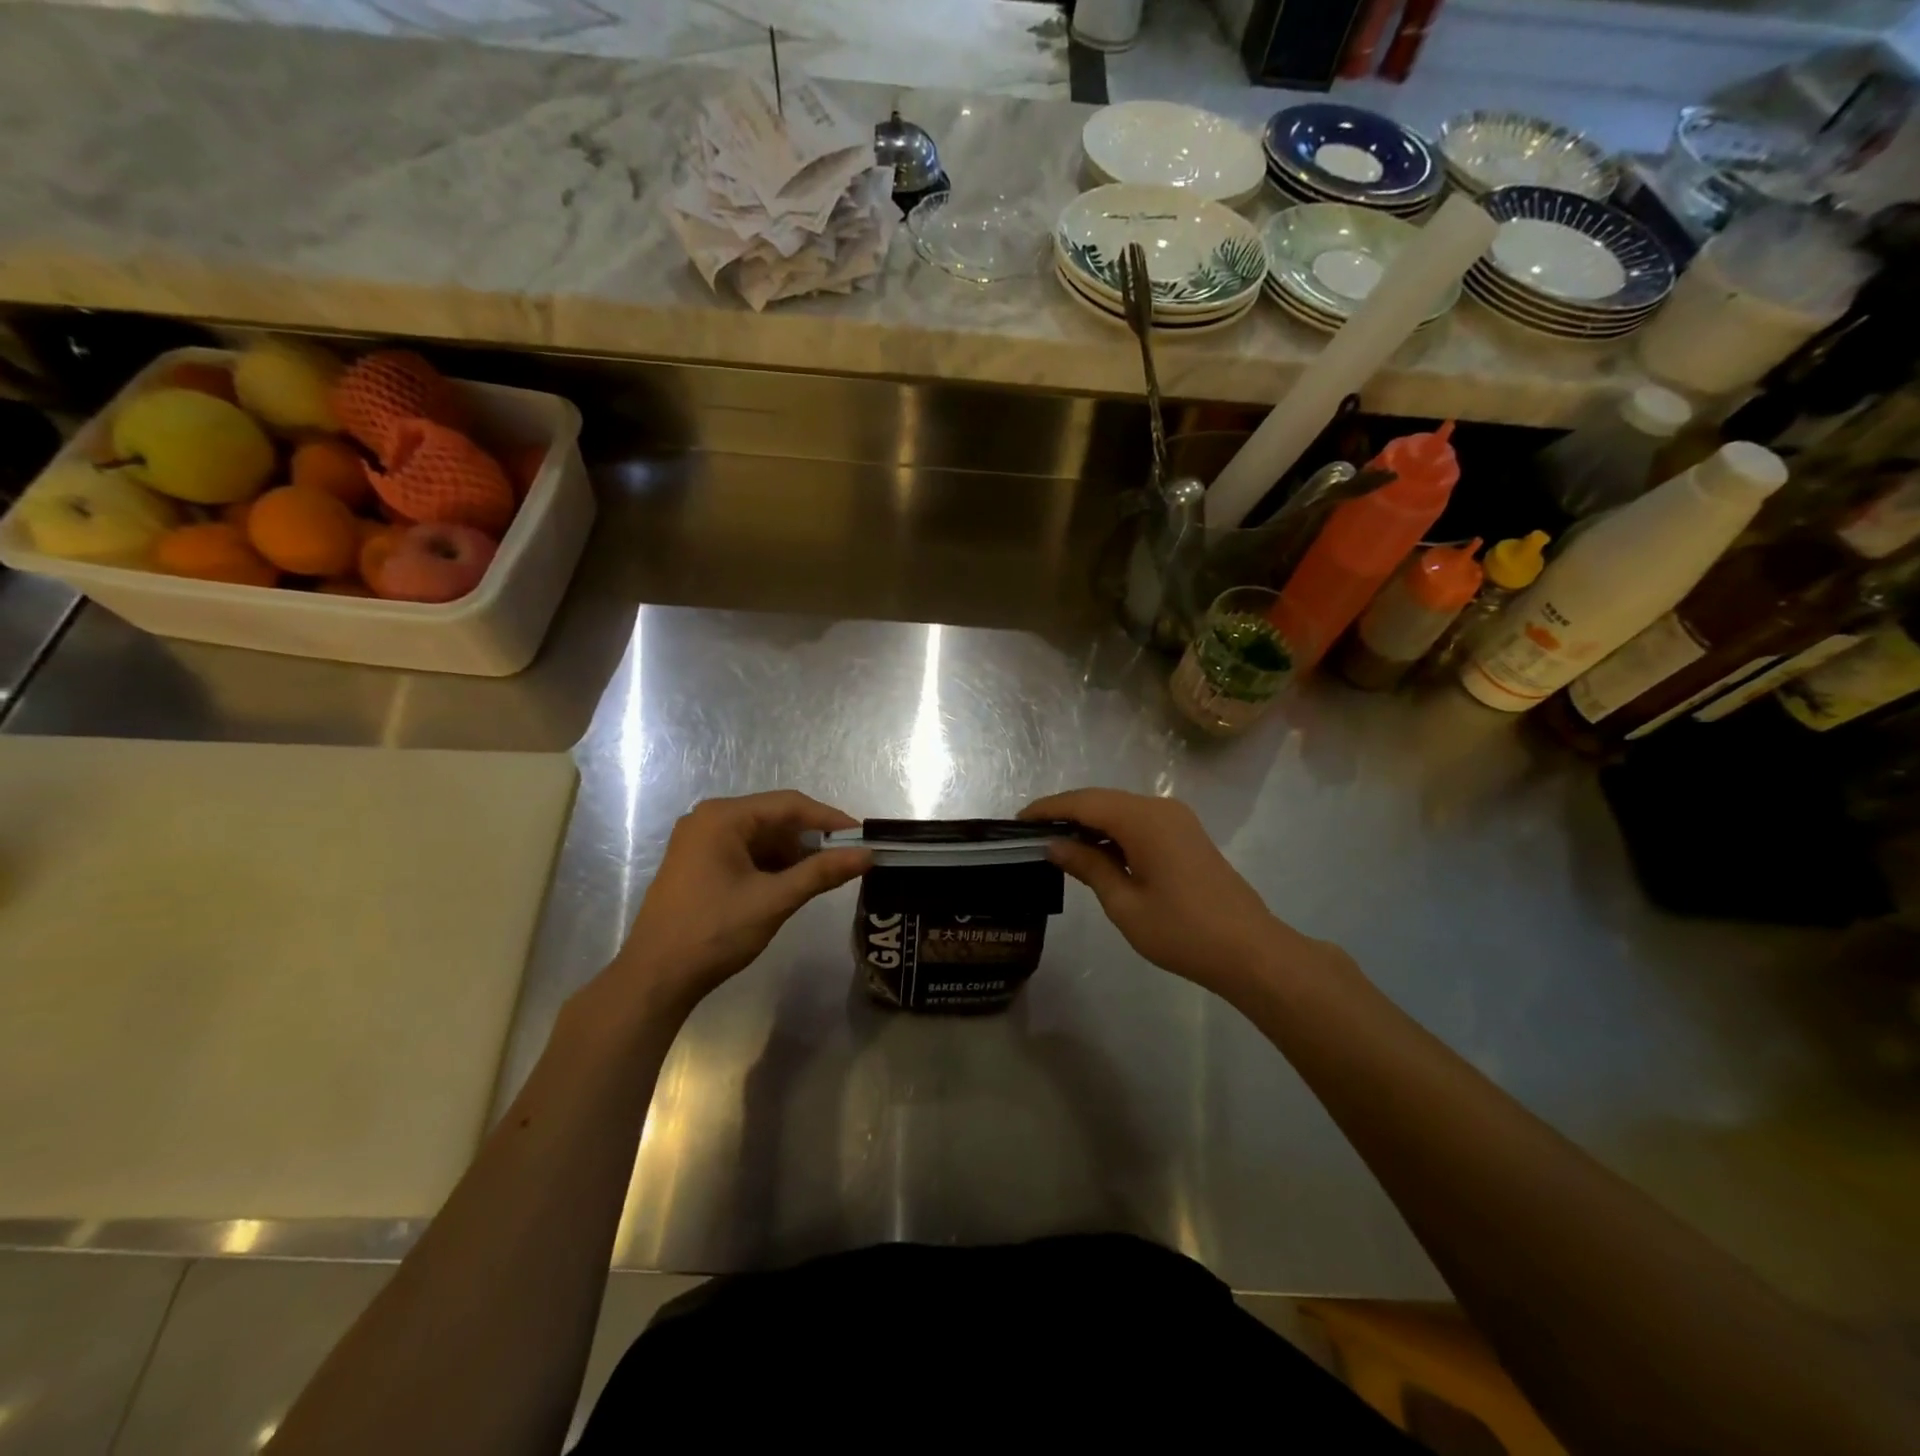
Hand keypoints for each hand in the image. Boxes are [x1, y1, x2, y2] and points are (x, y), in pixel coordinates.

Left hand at [605, 791, 868, 1015]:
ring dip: (794, 854)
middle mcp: (709, 820)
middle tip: (848, 857)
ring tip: (826, 874)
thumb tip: (867, 855)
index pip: (789, 805)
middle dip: (812, 838)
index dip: (830, 819)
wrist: (654, 979)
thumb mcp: (773, 900)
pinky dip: (773, 865)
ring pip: (762, 837)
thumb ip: (821, 873)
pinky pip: (746, 853)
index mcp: (722, 817)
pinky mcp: (699, 865)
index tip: (863, 837)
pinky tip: (794, 883)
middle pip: (775, 818)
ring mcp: (700, 842)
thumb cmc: (713, 932)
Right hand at [1022, 789, 1336, 1002]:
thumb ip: (1088, 866)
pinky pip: (1138, 821)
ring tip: (1055, 842)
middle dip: (1065, 812)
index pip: (1083, 802)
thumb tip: (1054, 844)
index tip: (1016, 821)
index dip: (1048, 809)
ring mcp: (1177, 819)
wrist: (1250, 951)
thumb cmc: (1182, 931)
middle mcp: (1160, 807)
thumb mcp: (1124, 903)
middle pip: (1101, 800)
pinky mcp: (1185, 834)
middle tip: (1030, 833)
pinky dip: (1111, 830)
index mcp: (1143, 819)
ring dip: (1088, 821)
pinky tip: (1094, 850)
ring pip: (1120, 809)